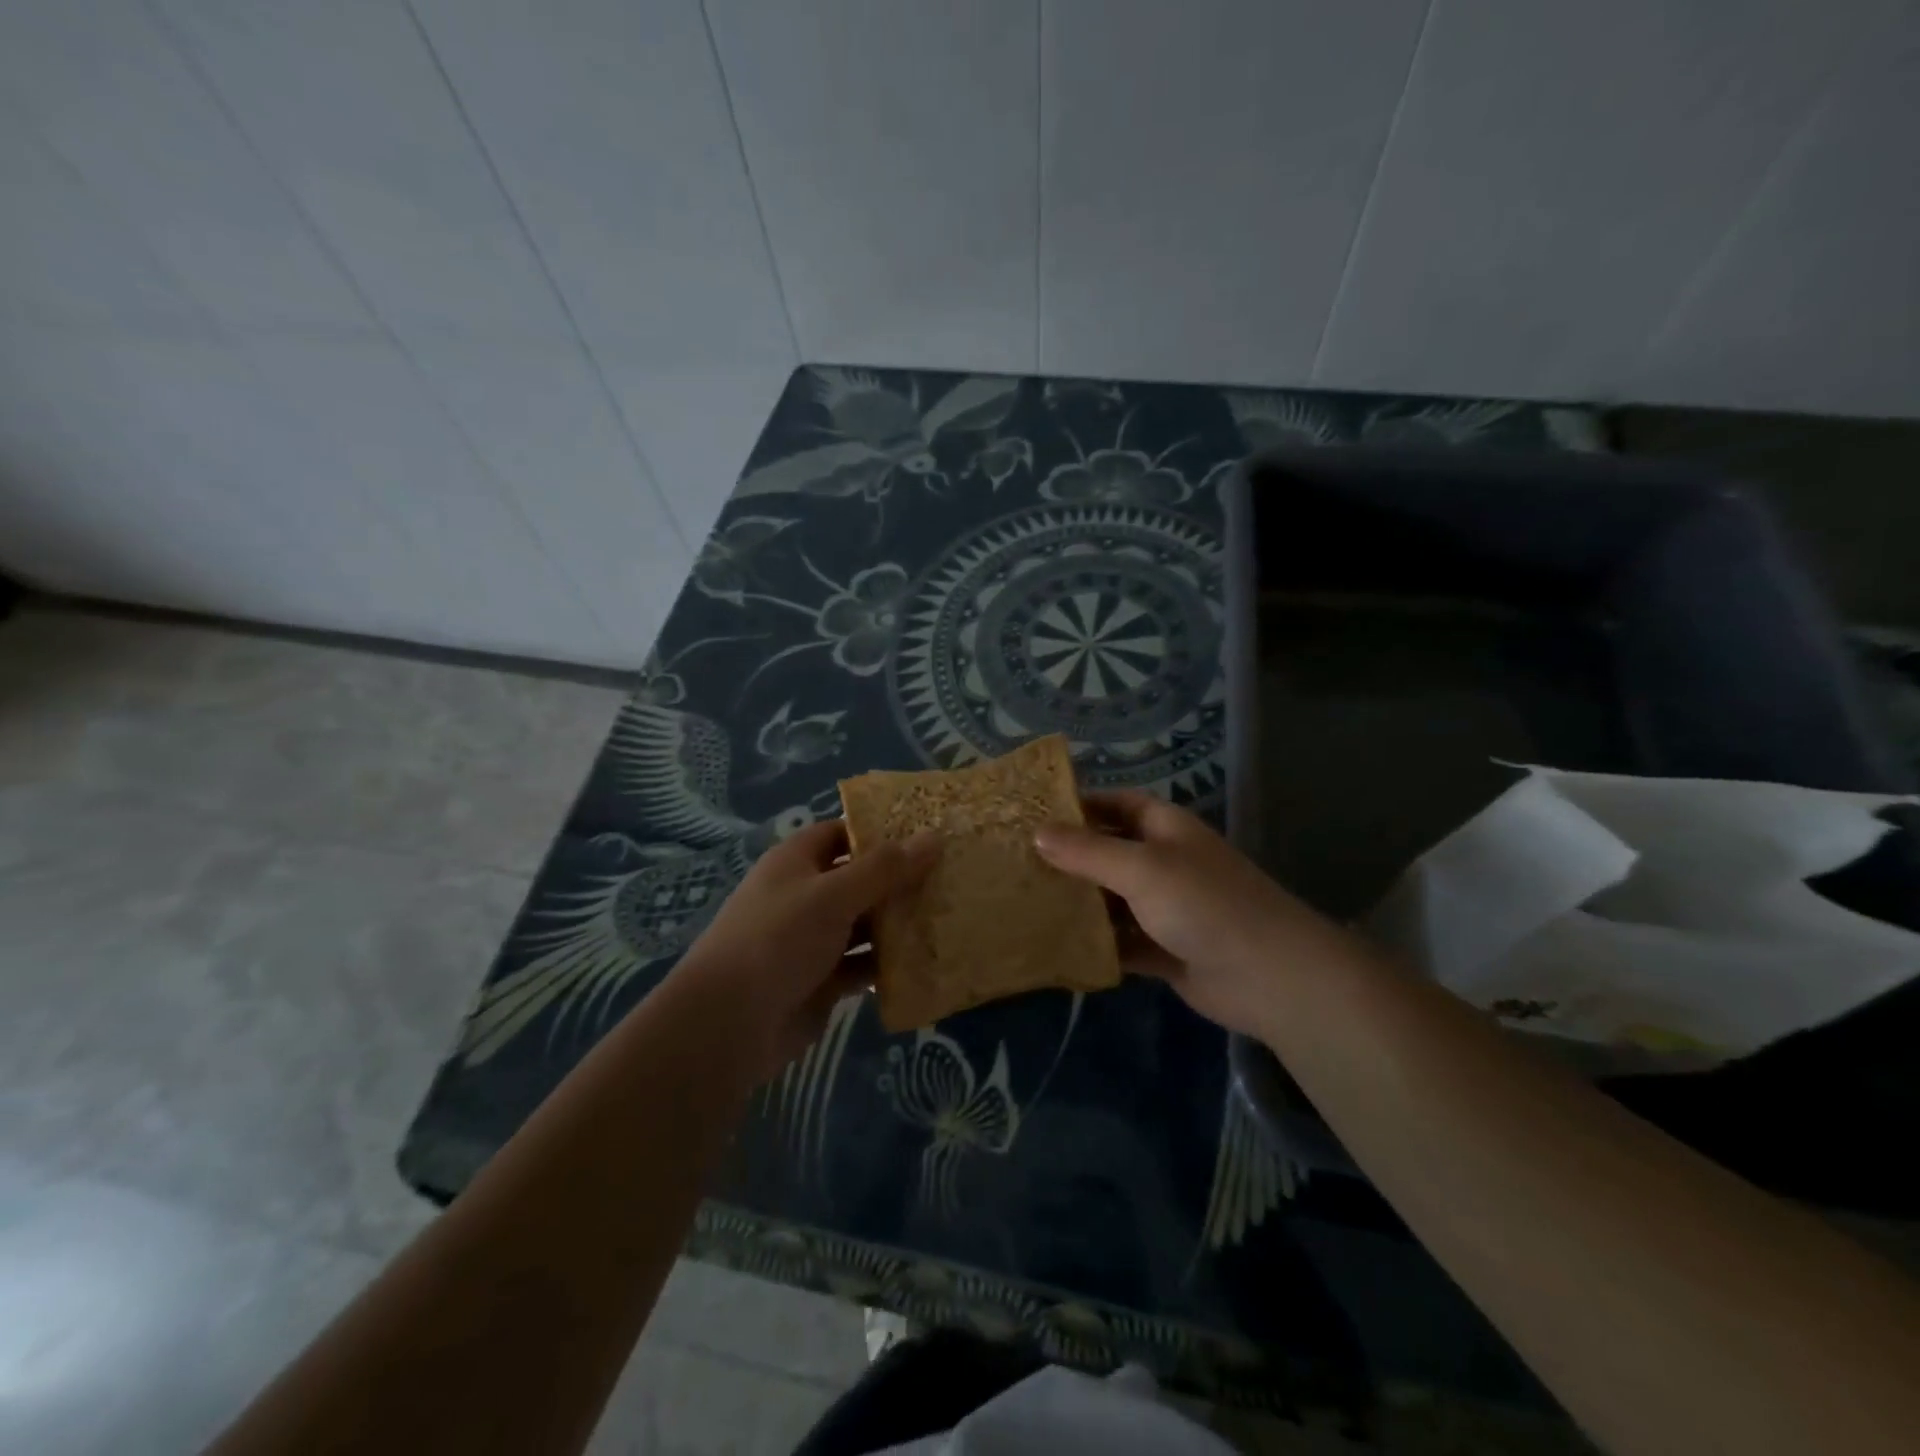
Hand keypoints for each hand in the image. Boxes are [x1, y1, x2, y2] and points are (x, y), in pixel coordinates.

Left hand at [667, 819, 937, 1082]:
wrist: (728, 1024)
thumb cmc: (778, 940)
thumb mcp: (833, 895)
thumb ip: (885, 868)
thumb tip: (934, 836)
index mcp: (796, 862)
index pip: (842, 833)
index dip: (880, 830)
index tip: (927, 831)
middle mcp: (805, 896)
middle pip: (859, 879)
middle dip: (900, 879)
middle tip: (952, 875)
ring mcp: (812, 940)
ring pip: (864, 924)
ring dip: (899, 923)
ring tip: (950, 915)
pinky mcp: (822, 980)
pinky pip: (862, 965)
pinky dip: (889, 964)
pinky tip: (927, 962)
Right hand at [1034, 792, 1362, 1039]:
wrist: (1270, 977)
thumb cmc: (1204, 903)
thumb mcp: (1141, 868)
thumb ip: (1087, 851)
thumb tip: (1037, 833)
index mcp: (1165, 829)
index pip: (1117, 804)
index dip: (1080, 805)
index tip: (1033, 814)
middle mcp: (1165, 863)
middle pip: (1109, 852)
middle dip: (1069, 857)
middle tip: (1016, 863)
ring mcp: (1166, 909)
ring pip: (1112, 900)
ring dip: (1079, 903)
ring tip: (1025, 904)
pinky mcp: (1164, 950)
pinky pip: (1121, 941)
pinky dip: (1096, 944)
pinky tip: (1056, 947)